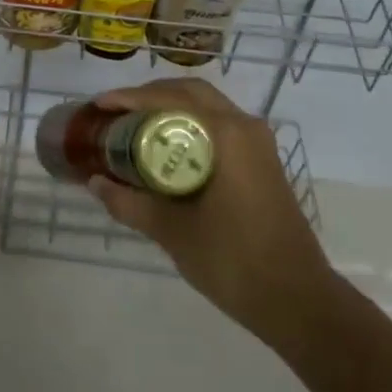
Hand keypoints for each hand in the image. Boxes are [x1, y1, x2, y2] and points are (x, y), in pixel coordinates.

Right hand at [87, 79, 331, 338]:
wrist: (296, 299)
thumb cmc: (232, 261)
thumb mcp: (171, 231)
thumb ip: (130, 203)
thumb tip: (94, 182)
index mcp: (225, 134)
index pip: (170, 99)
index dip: (130, 98)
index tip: (100, 105)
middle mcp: (244, 126)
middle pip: (190, 92)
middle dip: (150, 95)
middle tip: (117, 111)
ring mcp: (257, 143)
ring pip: (207, 106)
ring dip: (171, 107)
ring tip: (135, 125)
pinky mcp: (262, 161)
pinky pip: (219, 124)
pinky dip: (190, 125)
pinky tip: (167, 147)